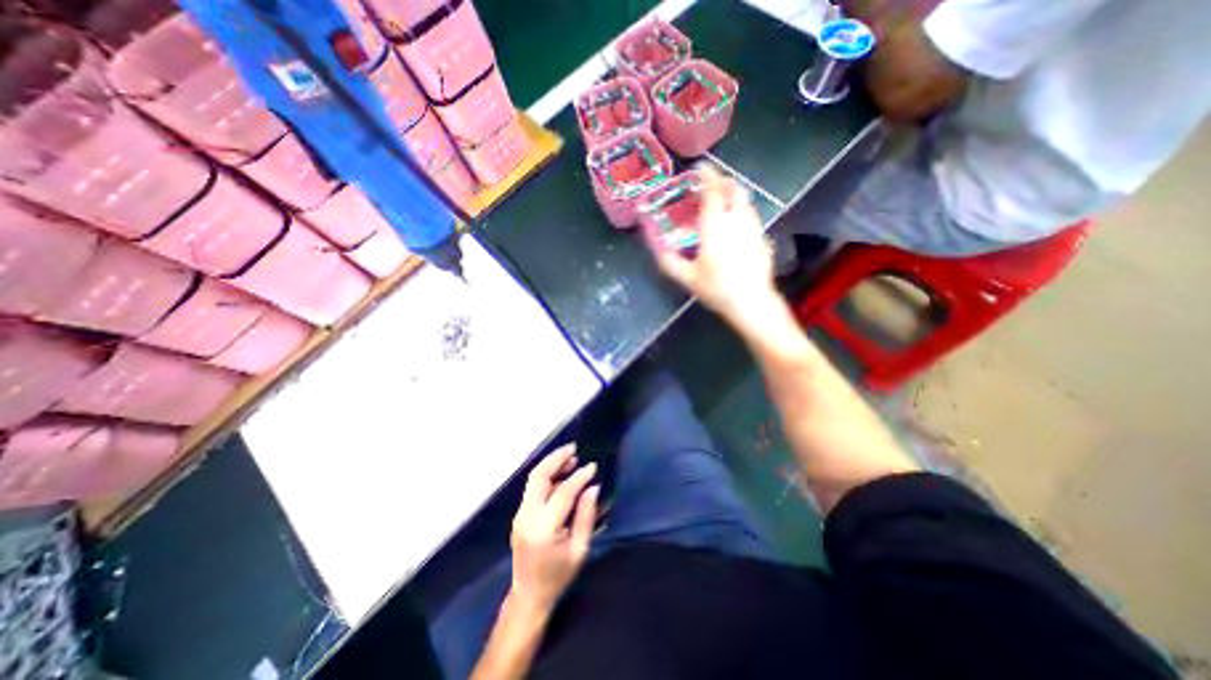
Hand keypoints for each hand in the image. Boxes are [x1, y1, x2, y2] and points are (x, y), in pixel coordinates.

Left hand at [510, 444, 600, 611]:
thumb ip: (586, 516)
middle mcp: (527, 517)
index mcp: (544, 529)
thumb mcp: (579, 550)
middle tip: (574, 448)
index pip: (563, 492)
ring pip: (534, 479)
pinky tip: (561, 473)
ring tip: (571, 457)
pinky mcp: (520, 514)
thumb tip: (593, 486)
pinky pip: (533, 488)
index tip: (593, 467)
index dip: (579, 477)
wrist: (528, 596)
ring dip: (551, 464)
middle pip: (538, 476)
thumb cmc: (558, 576)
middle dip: (556, 458)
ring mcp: (520, 514)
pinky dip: (547, 475)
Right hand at [660, 166, 781, 329]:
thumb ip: (669, 261)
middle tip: (711, 184)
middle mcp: (737, 220)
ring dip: (733, 196)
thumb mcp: (687, 277)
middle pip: (735, 189)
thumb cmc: (717, 288)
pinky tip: (735, 227)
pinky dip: (741, 212)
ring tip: (722, 203)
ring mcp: (754, 228)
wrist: (752, 303)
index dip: (707, 175)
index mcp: (716, 225)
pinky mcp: (763, 239)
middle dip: (723, 181)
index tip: (700, 167)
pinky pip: (751, 216)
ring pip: (746, 201)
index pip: (713, 191)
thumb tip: (656, 247)